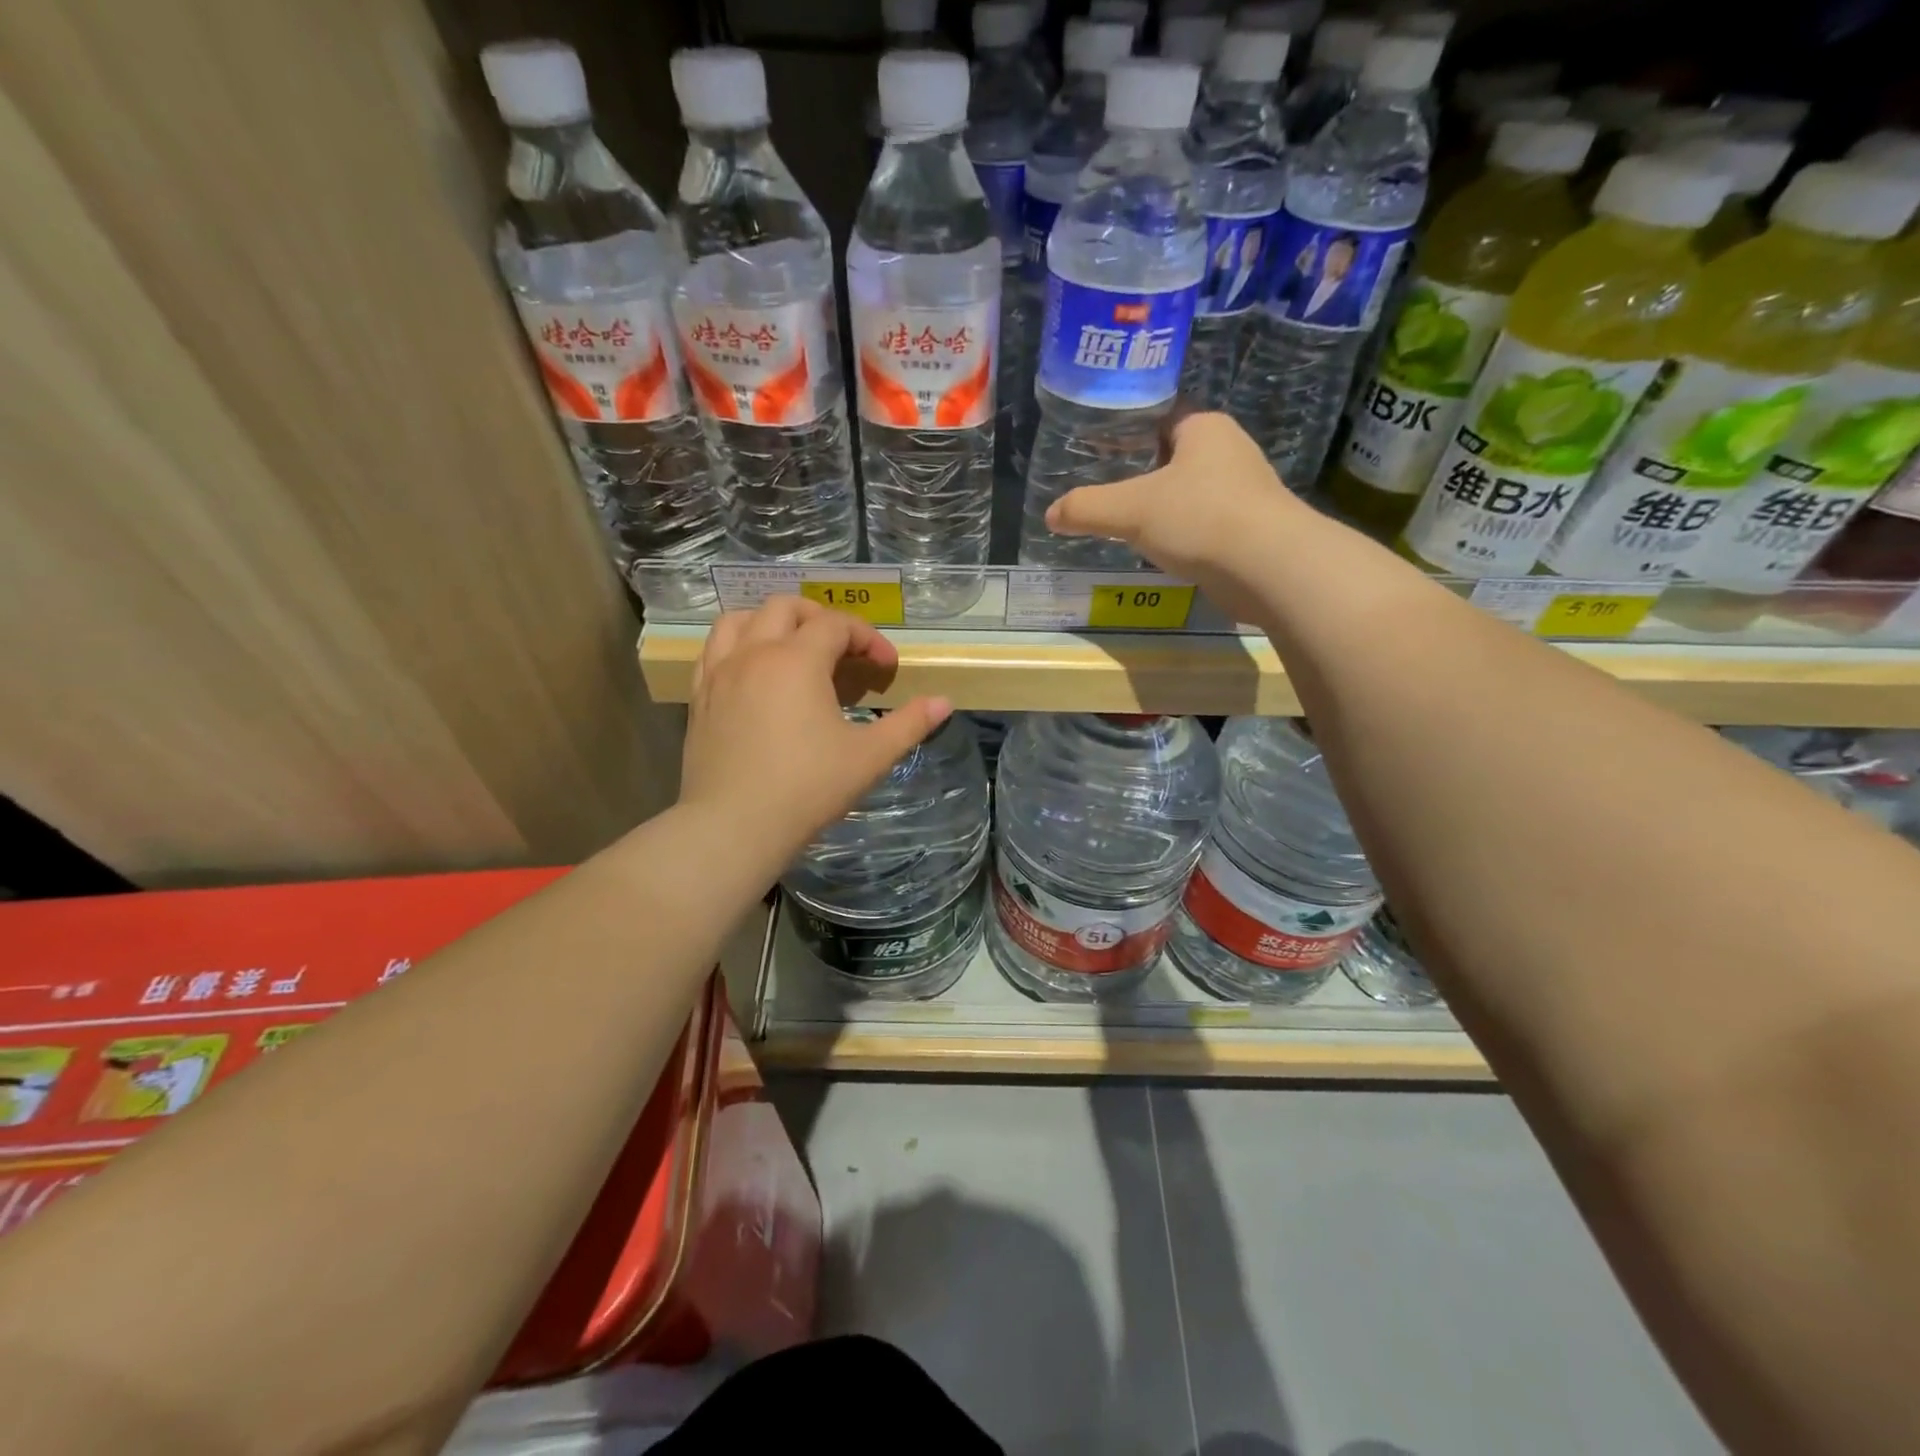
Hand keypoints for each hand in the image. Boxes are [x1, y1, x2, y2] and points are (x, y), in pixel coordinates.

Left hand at [680, 597, 951, 859]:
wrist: (734, 826)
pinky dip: (737, 645)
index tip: (886, 668)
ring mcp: (720, 672)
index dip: (868, 638)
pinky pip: (714, 649)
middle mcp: (755, 653)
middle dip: (820, 619)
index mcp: (798, 660)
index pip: (837, 625)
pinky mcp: (699, 696)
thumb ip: (909, 724)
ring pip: (740, 619)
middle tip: (842, 651)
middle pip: (786, 607)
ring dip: (771, 622)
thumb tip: (944, 702)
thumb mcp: (869, 757)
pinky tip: (752, 671)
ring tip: (792, 648)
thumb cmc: (807, 789)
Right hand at [1045, 411, 1311, 622]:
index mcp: (1204, 428)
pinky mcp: (1248, 529)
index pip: (1159, 416)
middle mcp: (1229, 451)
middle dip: (1140, 471)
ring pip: (1189, 492)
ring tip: (1123, 521)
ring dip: (1161, 506)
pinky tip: (1157, 549)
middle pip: (1172, 455)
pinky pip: (1202, 523)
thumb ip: (1087, 508)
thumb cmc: (1199, 518)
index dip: (1127, 429)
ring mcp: (1243, 491)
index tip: (1097, 448)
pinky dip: (1179, 533)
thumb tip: (1050, 515)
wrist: (1268, 567)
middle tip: (1103, 487)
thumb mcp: (1130, 509)